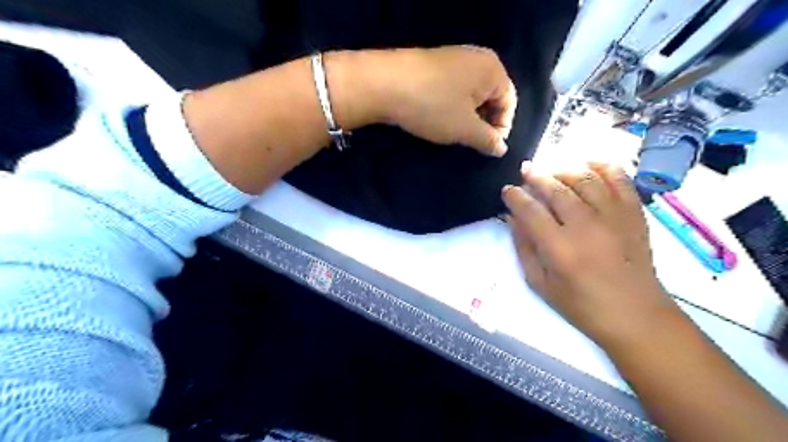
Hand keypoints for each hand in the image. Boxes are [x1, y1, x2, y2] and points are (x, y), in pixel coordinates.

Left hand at [376, 44, 517, 155]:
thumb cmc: (433, 106)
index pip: (509, 103)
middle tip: (469, 141)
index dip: (501, 129)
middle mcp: (477, 58)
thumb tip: (501, 148)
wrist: (384, 84)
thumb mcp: (465, 129)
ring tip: (453, 132)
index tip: (487, 148)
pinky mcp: (434, 64)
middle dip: (483, 122)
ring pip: (470, 94)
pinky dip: (451, 106)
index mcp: (492, 69)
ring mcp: (453, 58)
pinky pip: (453, 89)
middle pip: (491, 97)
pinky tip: (438, 117)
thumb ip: (488, 140)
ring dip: (466, 116)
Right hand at [505, 163, 677, 348]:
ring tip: (552, 171)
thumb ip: (524, 247)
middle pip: (556, 188)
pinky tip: (589, 164)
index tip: (507, 190)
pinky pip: (620, 180)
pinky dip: (604, 167)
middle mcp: (585, 226)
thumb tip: (513, 218)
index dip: (515, 196)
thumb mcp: (540, 283)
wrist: (635, 315)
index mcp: (559, 248)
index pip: (530, 210)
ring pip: (585, 179)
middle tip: (526, 171)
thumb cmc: (581, 305)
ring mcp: (613, 217)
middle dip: (536, 176)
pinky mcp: (634, 214)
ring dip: (564, 170)